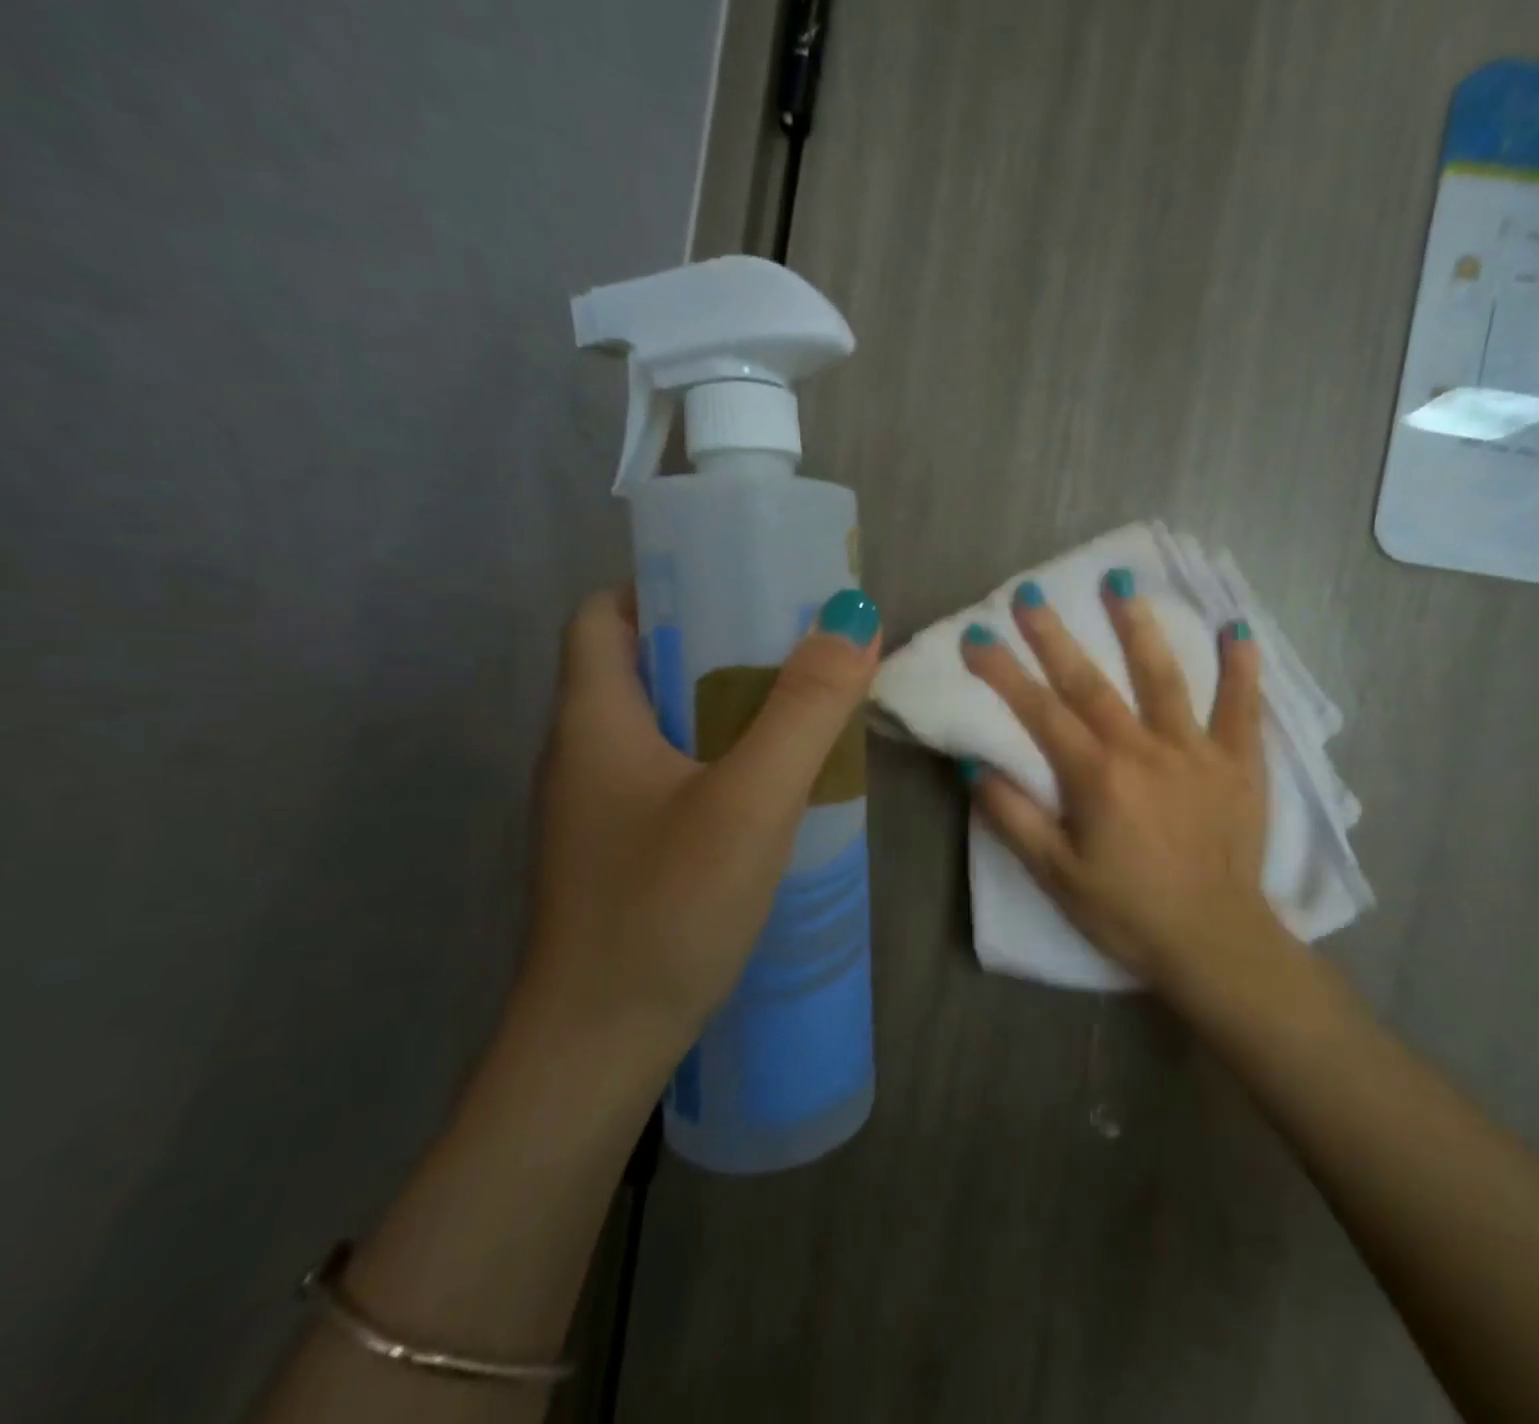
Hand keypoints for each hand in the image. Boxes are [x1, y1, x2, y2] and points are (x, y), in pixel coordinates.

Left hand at [516, 584, 880, 1068]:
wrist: (598, 1052)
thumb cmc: (664, 910)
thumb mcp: (751, 800)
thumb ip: (805, 709)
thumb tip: (854, 618)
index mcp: (593, 718)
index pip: (603, 613)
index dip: (664, 586)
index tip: (740, 589)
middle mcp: (585, 753)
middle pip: (643, 665)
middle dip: (718, 646)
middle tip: (796, 648)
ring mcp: (601, 809)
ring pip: (666, 726)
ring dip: (728, 708)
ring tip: (802, 708)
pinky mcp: (625, 852)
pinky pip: (677, 777)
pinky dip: (724, 761)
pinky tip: (777, 786)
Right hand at [959, 572, 1275, 990]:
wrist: (1214, 942)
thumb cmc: (1126, 911)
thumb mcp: (1055, 875)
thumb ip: (1013, 817)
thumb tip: (971, 764)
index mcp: (1096, 777)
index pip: (1039, 711)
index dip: (1003, 671)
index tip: (977, 635)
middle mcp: (1144, 750)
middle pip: (1091, 682)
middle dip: (1055, 635)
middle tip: (1031, 592)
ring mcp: (1196, 751)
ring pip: (1164, 677)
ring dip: (1139, 627)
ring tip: (1121, 582)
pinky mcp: (1239, 763)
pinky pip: (1242, 708)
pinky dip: (1242, 668)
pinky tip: (1238, 628)